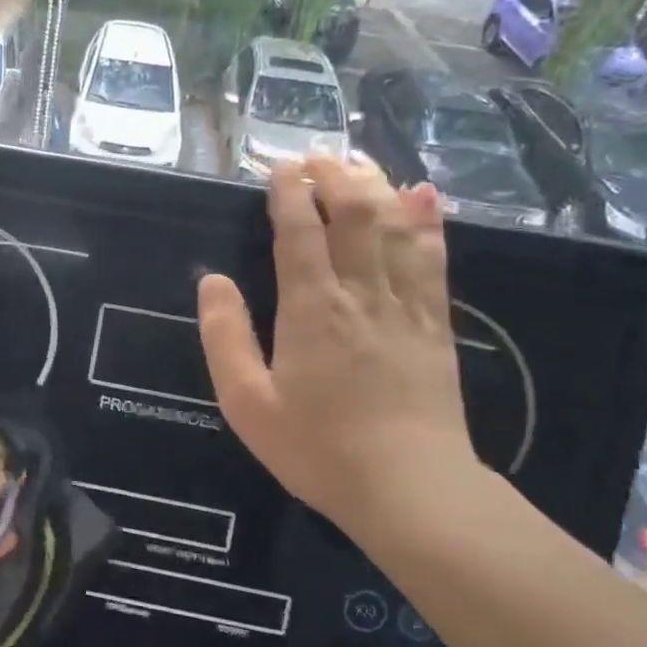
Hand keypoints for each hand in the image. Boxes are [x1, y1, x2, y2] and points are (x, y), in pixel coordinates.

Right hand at [197, 154, 477, 525]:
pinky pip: (433, 258)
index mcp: (311, 308)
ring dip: (375, 186)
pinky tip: (422, 195)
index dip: (289, 193)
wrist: (410, 488)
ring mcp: (405, 305)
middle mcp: (360, 293)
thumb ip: (224, 337)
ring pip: (394, 227)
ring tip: (357, 162)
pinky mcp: (435, 323)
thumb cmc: (317, 449)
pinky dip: (426, 221)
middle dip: (333, 177)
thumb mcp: (247, 402)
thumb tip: (211, 281)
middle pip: (353, 214)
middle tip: (315, 158)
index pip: (299, 232)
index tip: (279, 167)